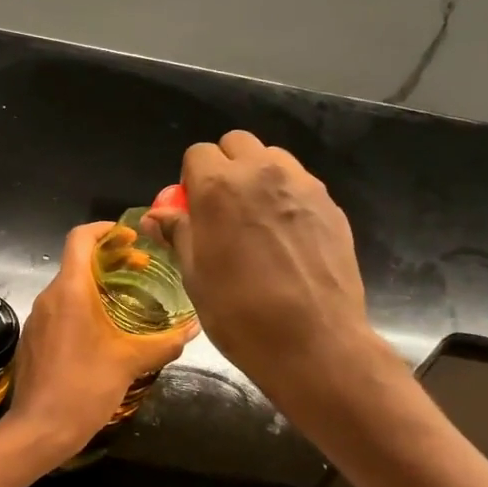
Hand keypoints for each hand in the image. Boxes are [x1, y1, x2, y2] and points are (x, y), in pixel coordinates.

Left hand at [2, 221, 196, 457]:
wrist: (39, 429)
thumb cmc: (84, 388)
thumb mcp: (130, 362)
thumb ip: (164, 342)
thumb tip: (194, 327)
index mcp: (70, 291)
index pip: (80, 238)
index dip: (105, 230)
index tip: (131, 238)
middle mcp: (49, 297)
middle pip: (77, 262)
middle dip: (109, 259)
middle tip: (141, 269)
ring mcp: (38, 319)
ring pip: (68, 288)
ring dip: (97, 286)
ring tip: (128, 302)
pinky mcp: (34, 339)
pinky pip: (60, 311)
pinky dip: (82, 308)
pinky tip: (104, 333)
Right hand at [144, 130, 372, 405]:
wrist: (313, 342)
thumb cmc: (239, 313)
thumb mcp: (195, 276)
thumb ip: (178, 234)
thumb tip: (157, 216)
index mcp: (219, 187)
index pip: (197, 153)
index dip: (190, 179)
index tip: (193, 209)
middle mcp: (262, 173)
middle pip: (237, 144)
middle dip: (225, 166)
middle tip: (223, 208)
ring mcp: (302, 186)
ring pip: (273, 158)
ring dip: (258, 176)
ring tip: (257, 219)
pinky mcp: (331, 205)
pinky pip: (300, 184)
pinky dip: (287, 196)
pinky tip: (287, 238)